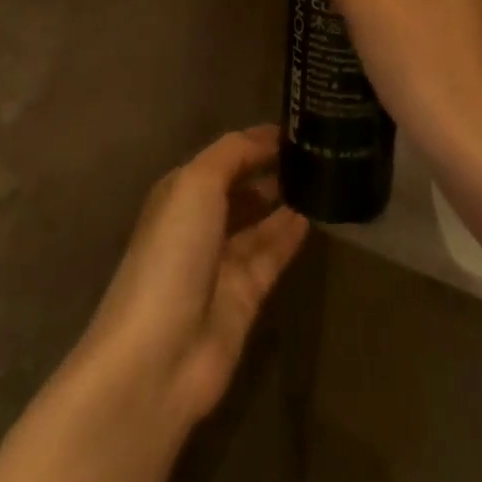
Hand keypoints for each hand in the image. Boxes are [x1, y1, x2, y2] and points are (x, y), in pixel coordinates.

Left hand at [78, 127, 308, 430]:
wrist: (159, 355)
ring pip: (259, 223)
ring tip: (323, 177)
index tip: (296, 126)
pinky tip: (315, 216)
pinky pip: (273, 256)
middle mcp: (198, 225)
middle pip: (240, 189)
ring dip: (284, 201)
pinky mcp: (245, 296)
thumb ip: (232, 154)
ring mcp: (221, 263)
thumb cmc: (172, 255)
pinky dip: (290, 235)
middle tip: (317, 151)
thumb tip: (267, 138)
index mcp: (178, 195)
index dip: (255, 142)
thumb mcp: (195, 185)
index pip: (223, 158)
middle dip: (271, 170)